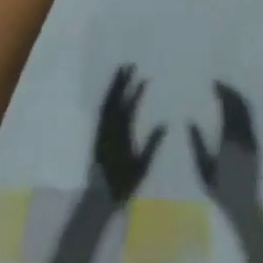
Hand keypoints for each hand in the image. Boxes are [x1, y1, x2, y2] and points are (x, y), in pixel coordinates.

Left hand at [90, 66, 164, 204]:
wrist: (100, 197)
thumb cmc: (124, 183)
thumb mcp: (142, 166)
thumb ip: (152, 144)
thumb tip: (164, 123)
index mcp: (121, 134)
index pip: (129, 107)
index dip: (136, 92)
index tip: (144, 78)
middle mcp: (109, 129)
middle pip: (115, 100)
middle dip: (121, 81)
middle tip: (128, 65)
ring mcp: (102, 131)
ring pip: (107, 103)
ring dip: (113, 87)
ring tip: (120, 72)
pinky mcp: (98, 134)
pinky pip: (102, 111)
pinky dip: (108, 98)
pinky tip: (112, 94)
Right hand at [189, 82, 260, 216]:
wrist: (245, 206)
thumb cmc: (220, 189)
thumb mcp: (203, 168)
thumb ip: (196, 143)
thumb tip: (189, 121)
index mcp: (229, 140)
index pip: (228, 108)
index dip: (223, 93)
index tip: (214, 84)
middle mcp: (243, 136)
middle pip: (240, 105)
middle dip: (230, 91)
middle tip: (219, 83)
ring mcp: (252, 140)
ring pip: (248, 111)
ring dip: (238, 97)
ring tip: (226, 91)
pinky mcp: (256, 144)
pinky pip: (251, 119)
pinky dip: (243, 107)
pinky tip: (234, 107)